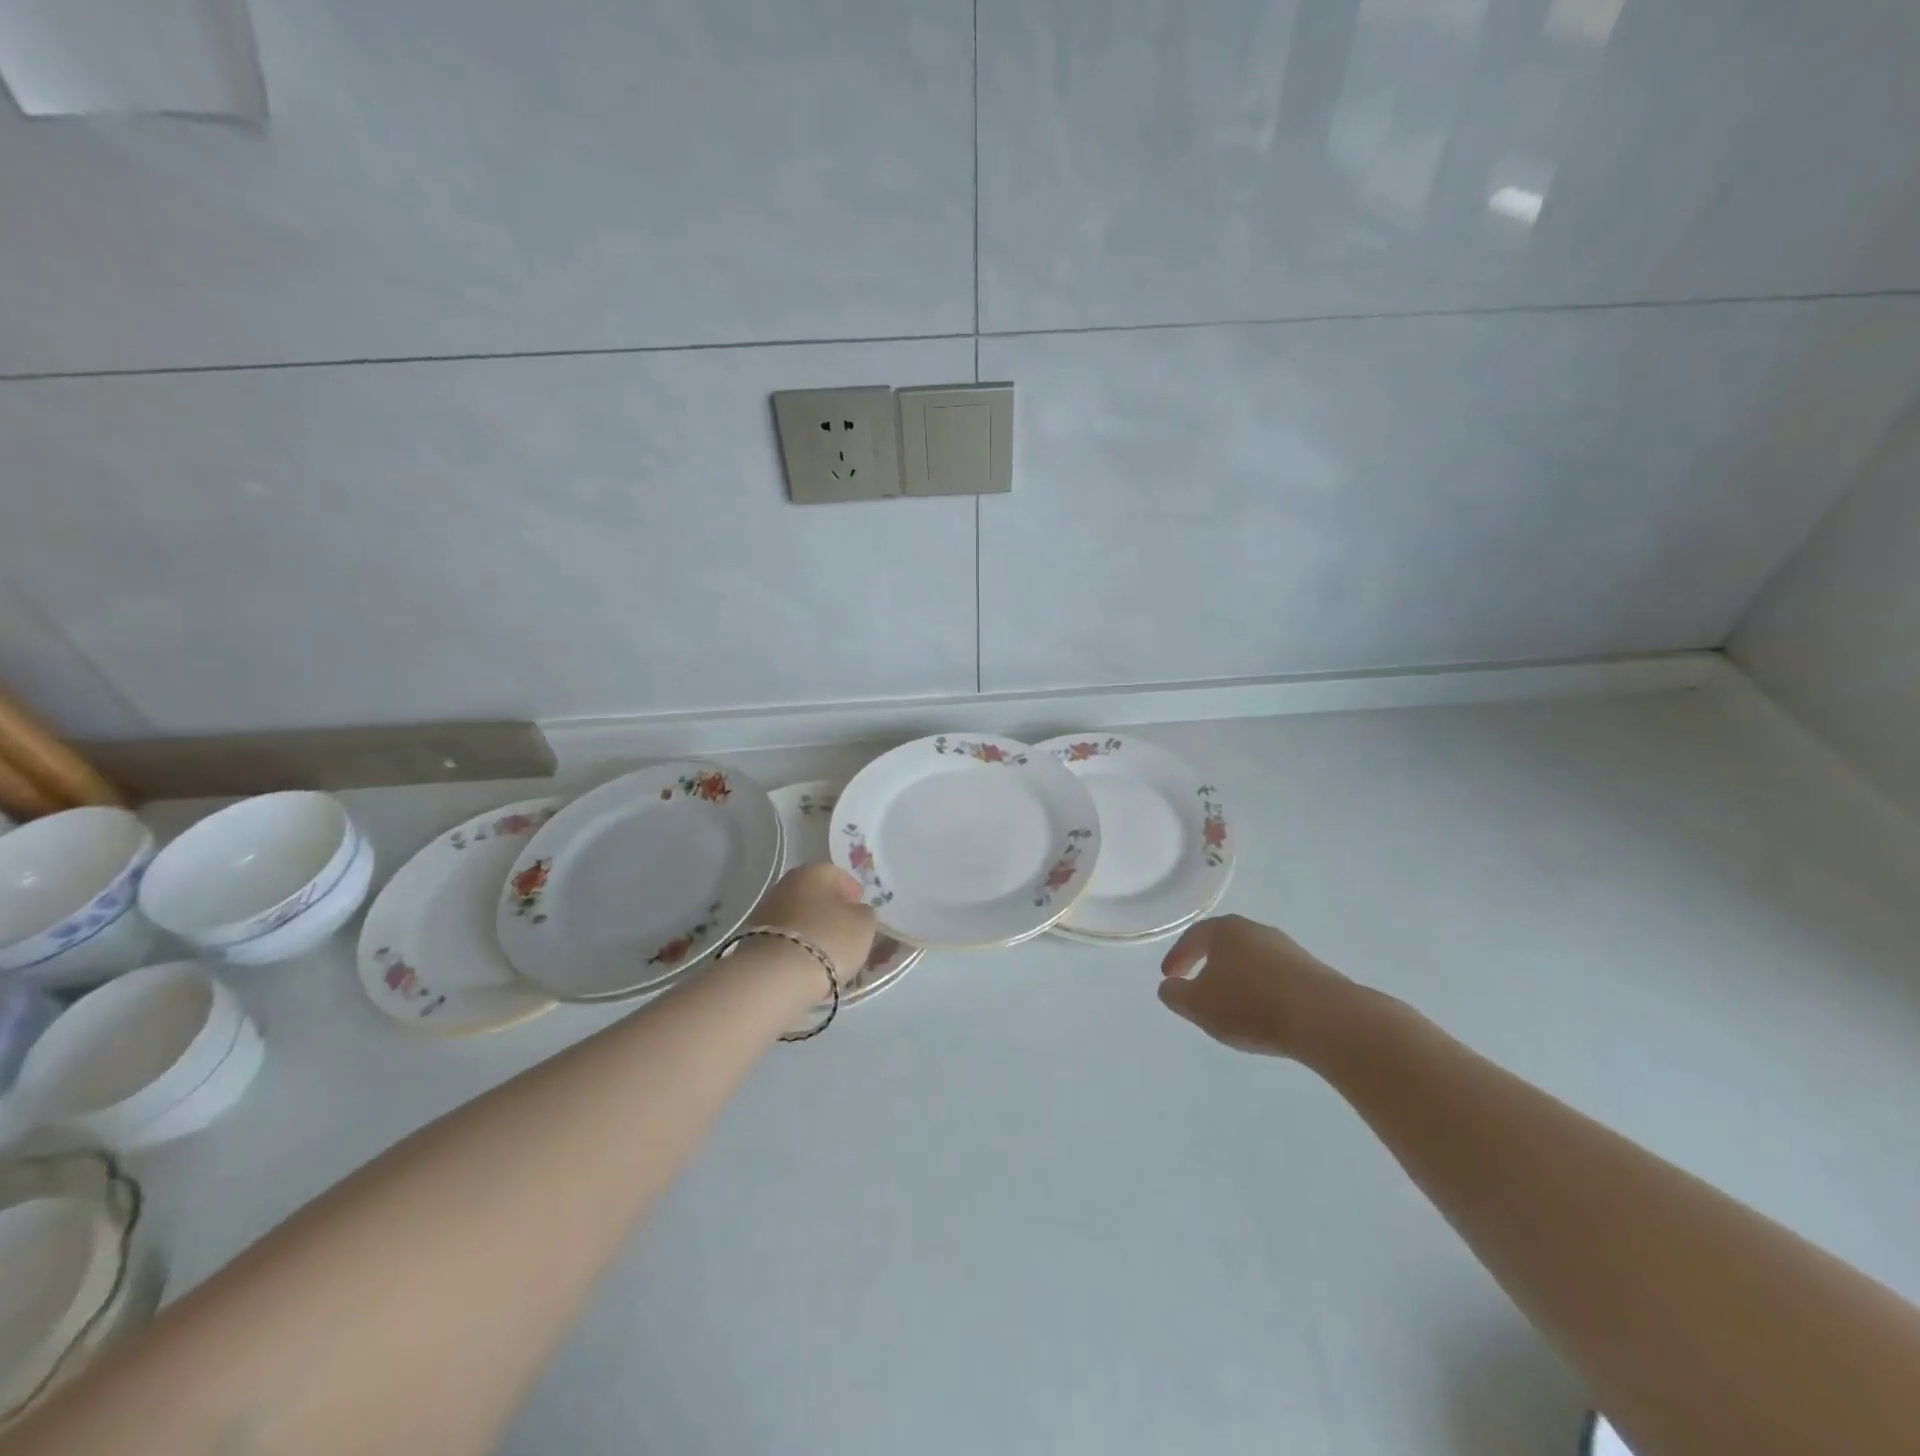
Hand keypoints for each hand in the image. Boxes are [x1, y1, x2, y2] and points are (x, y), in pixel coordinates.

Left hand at [749, 863, 877, 989]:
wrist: (776, 975)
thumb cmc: (829, 939)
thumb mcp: (864, 925)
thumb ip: (864, 913)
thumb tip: (856, 911)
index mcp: (815, 871)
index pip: (840, 877)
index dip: (854, 896)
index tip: (861, 915)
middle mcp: (787, 883)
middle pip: (815, 896)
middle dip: (829, 912)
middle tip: (844, 934)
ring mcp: (766, 910)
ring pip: (798, 917)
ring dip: (811, 929)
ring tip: (825, 954)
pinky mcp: (752, 938)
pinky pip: (784, 938)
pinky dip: (795, 946)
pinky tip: (805, 963)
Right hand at [1157, 915, 1359, 1059]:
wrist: (1326, 1019)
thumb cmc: (1250, 1005)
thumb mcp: (1198, 1005)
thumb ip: (1176, 995)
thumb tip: (1170, 987)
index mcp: (1226, 930)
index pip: (1194, 937)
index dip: (1178, 956)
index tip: (1169, 976)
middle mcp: (1257, 931)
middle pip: (1225, 945)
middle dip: (1209, 965)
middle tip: (1199, 988)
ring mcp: (1288, 949)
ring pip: (1252, 961)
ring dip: (1238, 980)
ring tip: (1232, 1008)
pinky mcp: (1313, 972)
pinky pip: (1276, 978)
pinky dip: (1263, 992)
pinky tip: (1264, 1015)